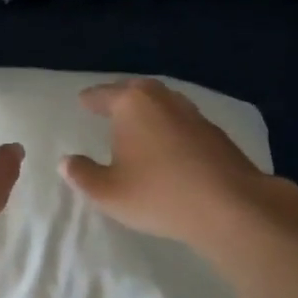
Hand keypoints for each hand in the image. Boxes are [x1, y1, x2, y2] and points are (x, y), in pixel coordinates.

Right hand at [61, 78, 297, 255]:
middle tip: (108, 106)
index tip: (82, 101)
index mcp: (132, 103)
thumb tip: (66, 161)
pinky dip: (169, 126)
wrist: (231, 206)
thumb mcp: (108, 192)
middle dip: (120, 96)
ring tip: (137, 124)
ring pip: (163, 103)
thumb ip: (82, 175)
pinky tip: (168, 144)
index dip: (90, 99)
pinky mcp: (215, 133)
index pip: (103, 94)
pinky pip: (182, 121)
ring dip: (148, 110)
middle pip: (136, 90)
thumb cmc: (159, 194)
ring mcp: (193, 113)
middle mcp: (162, 99)